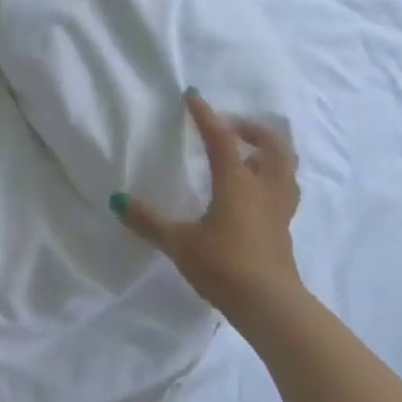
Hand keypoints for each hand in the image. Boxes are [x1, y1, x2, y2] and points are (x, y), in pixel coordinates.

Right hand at [114, 90, 300, 319]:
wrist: (269, 305)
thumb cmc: (223, 265)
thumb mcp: (178, 243)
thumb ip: (148, 221)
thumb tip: (117, 201)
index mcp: (237, 182)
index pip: (222, 138)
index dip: (205, 116)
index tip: (193, 97)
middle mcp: (263, 187)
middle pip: (271, 145)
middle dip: (252, 129)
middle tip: (230, 127)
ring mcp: (279, 208)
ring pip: (285, 167)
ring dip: (269, 151)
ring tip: (247, 153)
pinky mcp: (283, 229)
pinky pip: (283, 189)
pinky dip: (272, 177)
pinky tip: (253, 191)